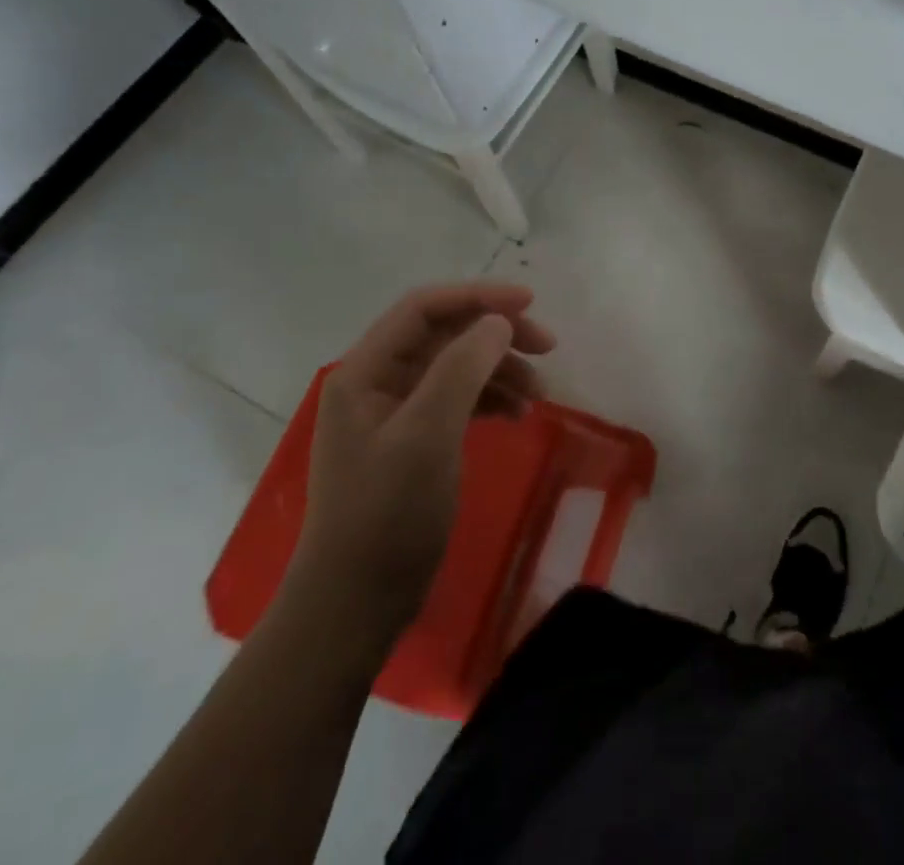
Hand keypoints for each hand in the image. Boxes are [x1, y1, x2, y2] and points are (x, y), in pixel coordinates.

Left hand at [276, 282, 555, 668]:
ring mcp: (395, 414)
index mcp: (365, 371)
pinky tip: (518, 415)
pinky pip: (458, 400)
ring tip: (540, 394)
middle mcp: (377, 382)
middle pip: (445, 335)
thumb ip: (462, 368)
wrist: (355, 607)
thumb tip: (498, 322)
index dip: (478, 297)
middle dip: (496, 334)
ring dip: (500, 370)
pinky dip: (491, 400)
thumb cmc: (386, 515)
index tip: (530, 304)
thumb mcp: (427, 435)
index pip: (424, 309)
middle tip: (548, 347)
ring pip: (456, 367)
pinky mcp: (413, 442)